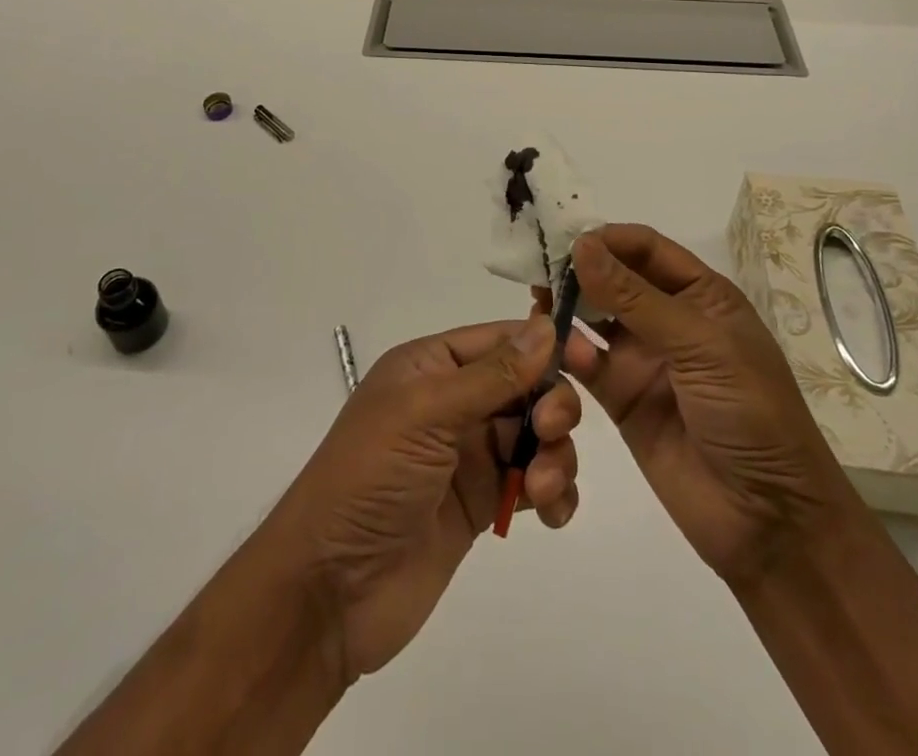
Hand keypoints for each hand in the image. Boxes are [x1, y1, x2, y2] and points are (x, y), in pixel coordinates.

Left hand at [264, 315, 582, 681]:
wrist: (330, 590)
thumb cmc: (370, 478)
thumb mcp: (426, 414)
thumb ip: (492, 375)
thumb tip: (545, 327)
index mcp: (431, 366)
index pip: (500, 339)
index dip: (544, 345)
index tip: (588, 359)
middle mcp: (452, 402)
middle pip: (525, 385)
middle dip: (551, 404)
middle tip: (551, 431)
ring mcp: (468, 455)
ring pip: (535, 435)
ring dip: (554, 454)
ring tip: (540, 489)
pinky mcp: (481, 504)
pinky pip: (532, 483)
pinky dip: (552, 492)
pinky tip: (552, 512)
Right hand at [558, 225, 859, 587]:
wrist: (769, 521)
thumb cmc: (751, 415)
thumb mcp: (701, 346)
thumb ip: (635, 297)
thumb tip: (581, 244)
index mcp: (701, 295)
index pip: (646, 248)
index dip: (608, 239)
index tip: (565, 239)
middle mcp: (668, 319)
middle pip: (614, 278)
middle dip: (579, 270)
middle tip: (539, 269)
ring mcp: (643, 359)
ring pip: (594, 318)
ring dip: (567, 307)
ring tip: (537, 303)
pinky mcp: (621, 398)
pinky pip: (586, 364)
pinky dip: (567, 352)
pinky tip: (553, 350)